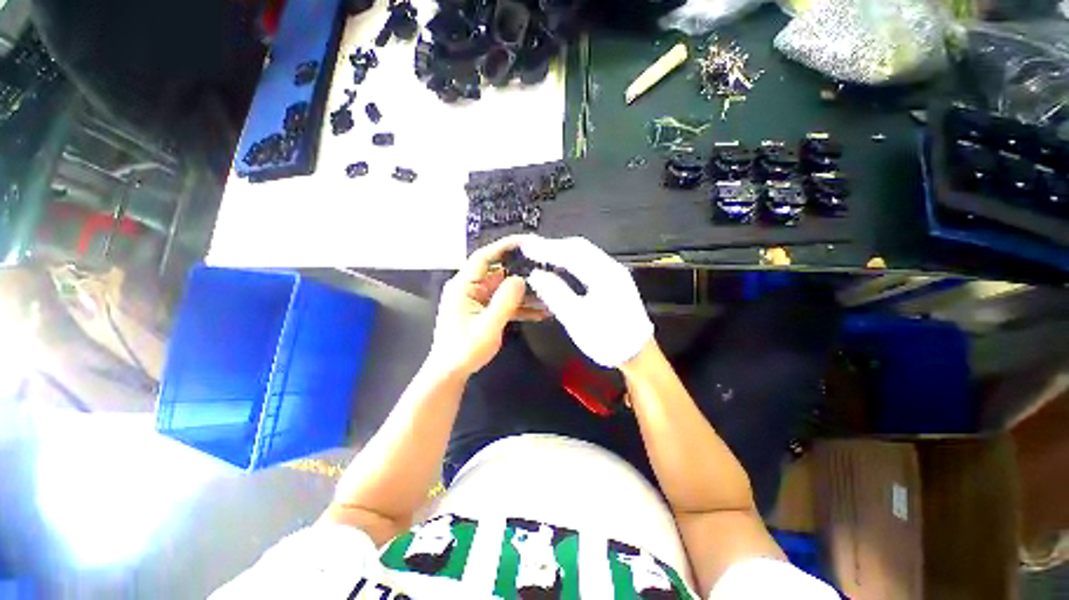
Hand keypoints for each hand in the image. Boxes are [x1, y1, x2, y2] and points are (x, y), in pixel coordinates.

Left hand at [427, 236, 545, 377]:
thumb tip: (520, 279)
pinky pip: (504, 303)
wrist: (451, 373)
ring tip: (549, 294)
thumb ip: (505, 301)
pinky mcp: (484, 311)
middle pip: (498, 272)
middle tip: (546, 270)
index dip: (505, 246)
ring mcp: (478, 300)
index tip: (528, 242)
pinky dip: (520, 306)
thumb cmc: (464, 350)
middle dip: (522, 272)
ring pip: (505, 289)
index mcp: (463, 286)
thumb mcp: (488, 326)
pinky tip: (541, 312)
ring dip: (525, 293)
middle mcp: (470, 288)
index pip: (484, 257)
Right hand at [521, 236, 653, 367]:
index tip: (526, 248)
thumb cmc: (607, 339)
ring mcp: (614, 273)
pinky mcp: (614, 281)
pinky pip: (588, 261)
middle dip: (553, 246)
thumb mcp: (577, 319)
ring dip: (562, 251)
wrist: (638, 355)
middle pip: (579, 247)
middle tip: (531, 249)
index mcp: (604, 275)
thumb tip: (536, 275)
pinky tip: (561, 267)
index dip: (546, 248)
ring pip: (584, 253)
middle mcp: (611, 267)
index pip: (571, 252)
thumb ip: (556, 294)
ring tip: (541, 255)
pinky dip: (571, 259)